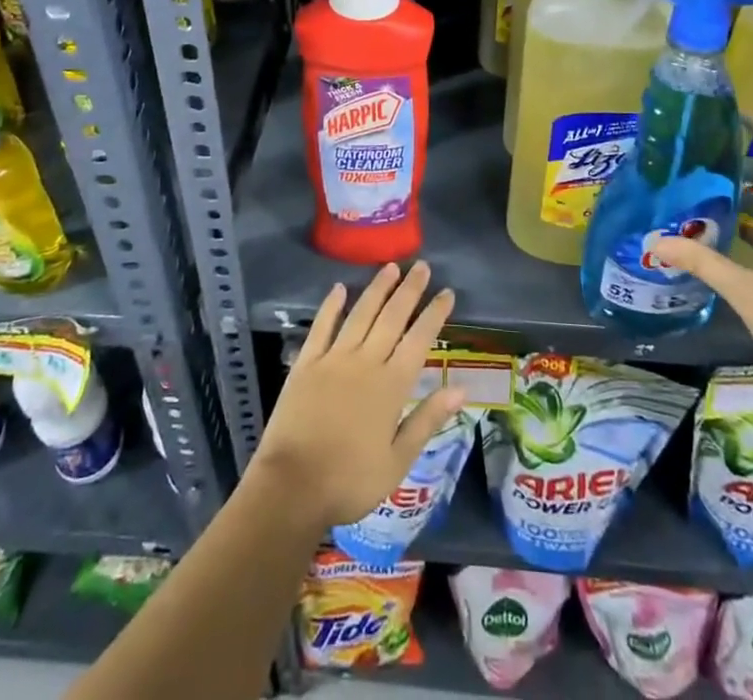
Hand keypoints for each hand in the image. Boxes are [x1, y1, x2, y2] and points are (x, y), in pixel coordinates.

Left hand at [250, 261, 465, 528]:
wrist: (292, 487)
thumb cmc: (350, 481)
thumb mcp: (398, 461)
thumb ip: (427, 419)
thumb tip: (460, 388)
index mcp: (391, 386)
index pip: (419, 339)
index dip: (434, 314)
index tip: (447, 292)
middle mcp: (365, 362)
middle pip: (392, 317)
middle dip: (409, 290)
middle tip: (422, 266)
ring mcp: (333, 359)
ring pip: (360, 314)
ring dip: (377, 288)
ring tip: (391, 267)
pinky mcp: (306, 363)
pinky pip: (322, 326)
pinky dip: (331, 305)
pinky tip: (339, 288)